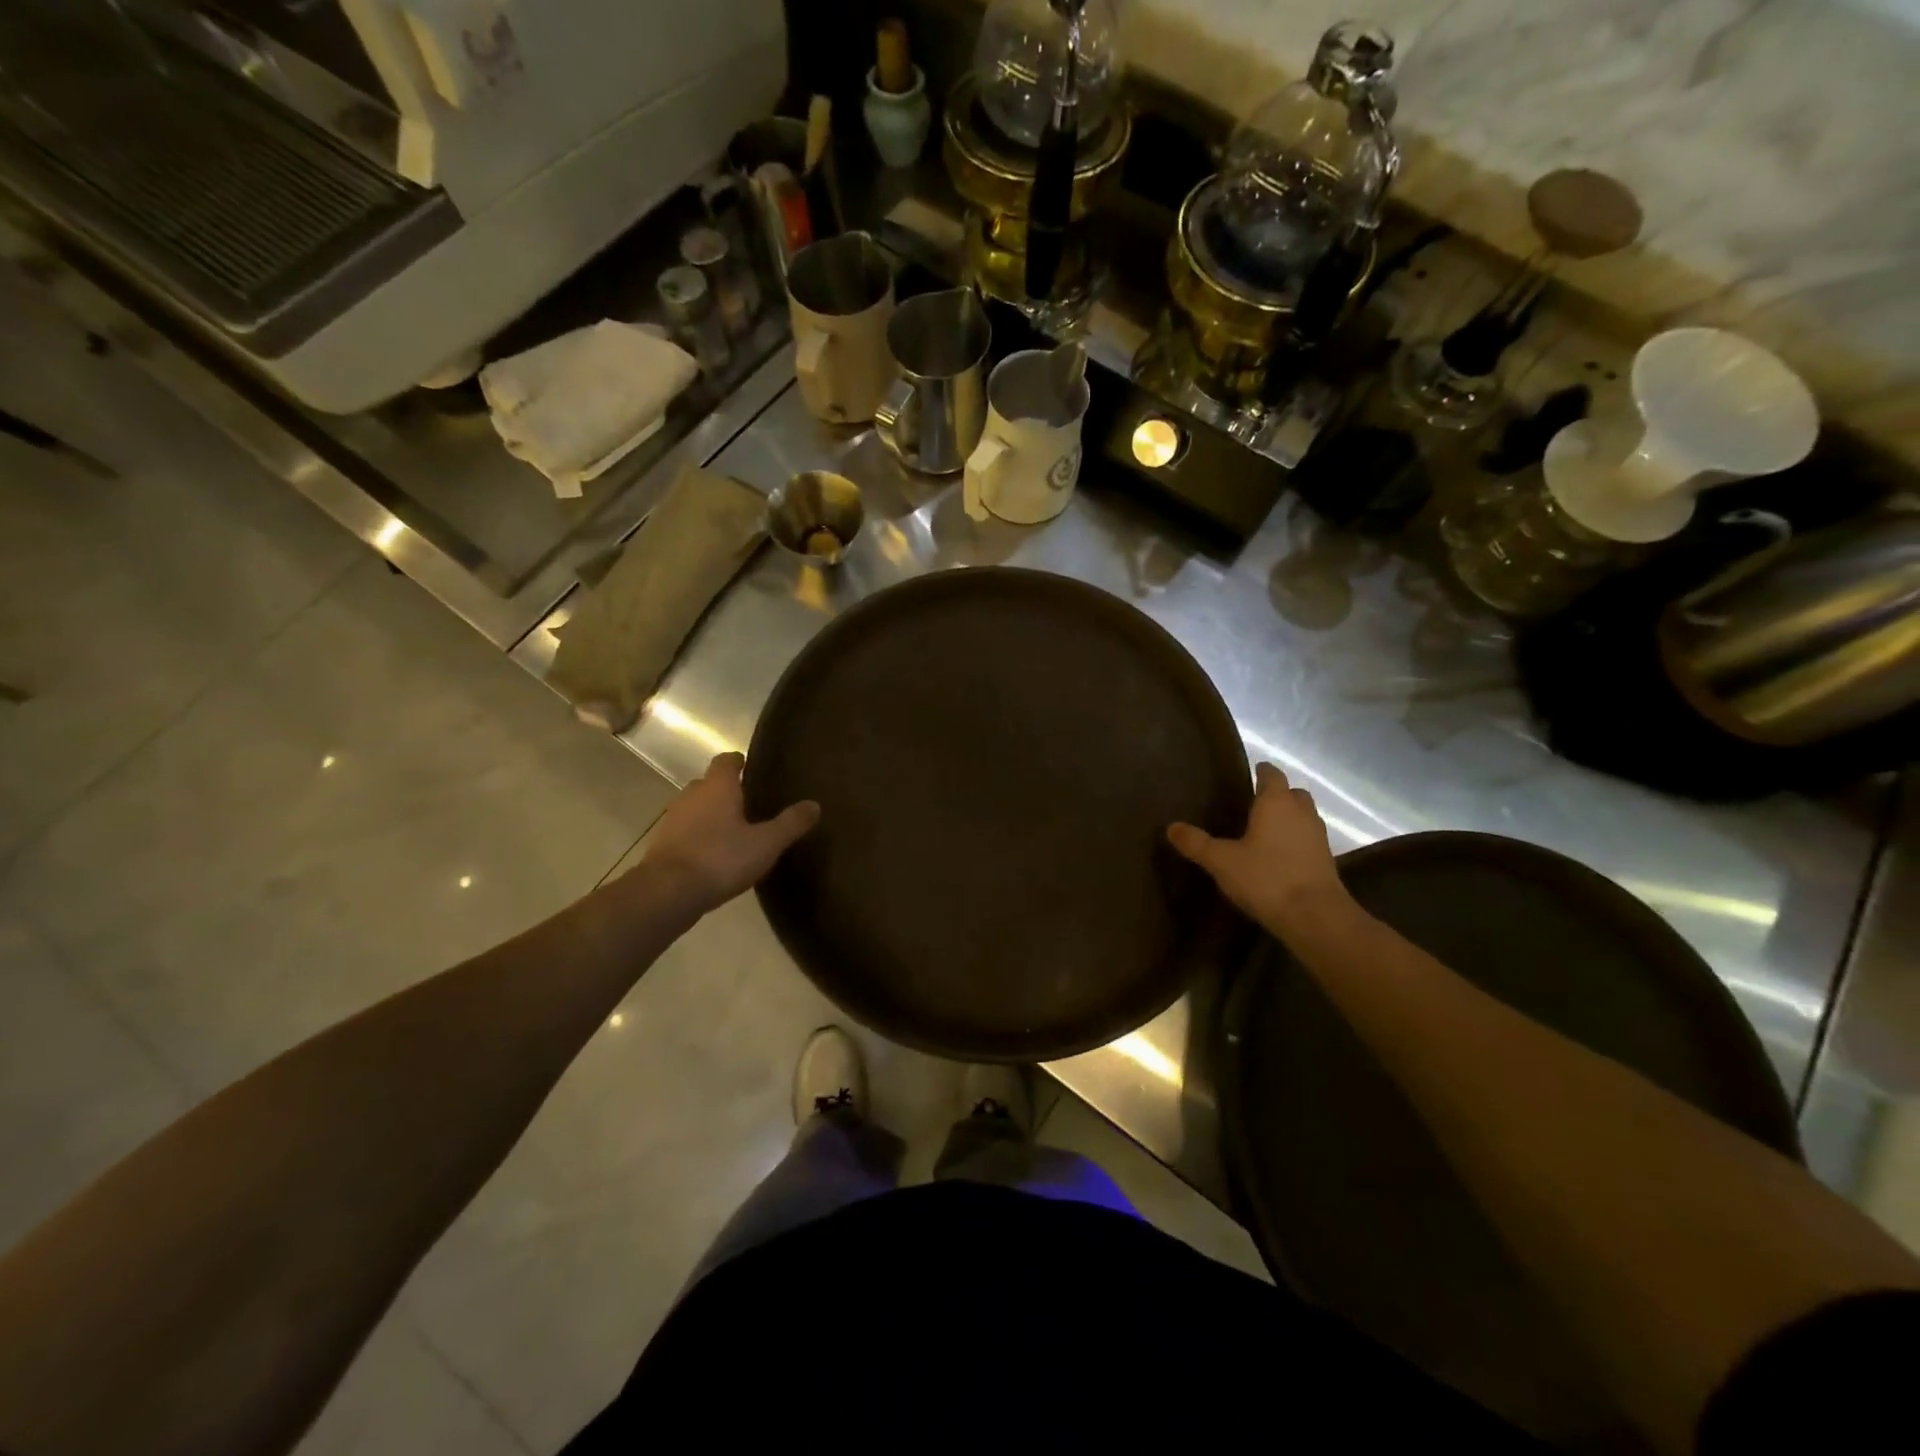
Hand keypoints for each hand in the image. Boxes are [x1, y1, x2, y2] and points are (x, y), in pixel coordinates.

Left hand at [634, 753, 819, 916]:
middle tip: (750, 805)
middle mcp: (692, 795)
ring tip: (734, 832)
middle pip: (710, 783)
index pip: (727, 760)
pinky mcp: (662, 844)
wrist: (667, 892)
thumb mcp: (766, 843)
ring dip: (711, 815)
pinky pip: (685, 832)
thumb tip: (815, 805)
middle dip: (727, 791)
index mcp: (718, 786)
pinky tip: (714, 856)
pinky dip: (698, 837)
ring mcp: (673, 819)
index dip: (740, 762)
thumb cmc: (721, 858)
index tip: (753, 769)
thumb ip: (791, 823)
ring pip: (696, 808)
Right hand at [1168, 763, 1351, 937]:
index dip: (1262, 771)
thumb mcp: (1221, 861)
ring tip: (1264, 830)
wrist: (1315, 917)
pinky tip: (1278, 856)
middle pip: (1293, 793)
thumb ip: (1197, 843)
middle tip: (1255, 804)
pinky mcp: (1326, 860)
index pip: (1272, 774)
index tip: (1250, 773)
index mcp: (1276, 802)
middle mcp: (1301, 812)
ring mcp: (1318, 836)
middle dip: (1278, 794)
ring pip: (1304, 816)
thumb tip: (1172, 827)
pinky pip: (1308, 839)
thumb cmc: (1266, 878)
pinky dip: (1296, 840)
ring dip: (1289, 818)